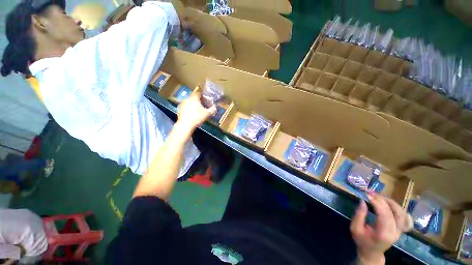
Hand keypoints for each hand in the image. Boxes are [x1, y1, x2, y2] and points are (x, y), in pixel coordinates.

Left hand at [176, 92, 215, 133]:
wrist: (185, 125)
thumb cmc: (197, 117)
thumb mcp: (207, 114)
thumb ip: (212, 109)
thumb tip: (215, 106)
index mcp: (194, 98)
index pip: (199, 93)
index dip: (203, 96)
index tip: (206, 99)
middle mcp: (187, 99)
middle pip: (194, 97)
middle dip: (198, 100)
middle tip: (203, 105)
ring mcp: (182, 104)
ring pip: (189, 102)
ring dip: (193, 104)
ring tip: (197, 110)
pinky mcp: (179, 109)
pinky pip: (186, 107)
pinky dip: (189, 109)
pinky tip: (192, 114)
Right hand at [350, 191, 412, 264]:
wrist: (372, 253)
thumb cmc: (361, 240)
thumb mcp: (355, 228)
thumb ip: (359, 215)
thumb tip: (362, 201)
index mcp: (382, 234)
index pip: (384, 215)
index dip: (377, 203)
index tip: (367, 195)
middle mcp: (394, 233)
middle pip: (393, 213)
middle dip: (382, 200)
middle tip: (371, 193)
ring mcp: (399, 231)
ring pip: (401, 214)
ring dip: (391, 203)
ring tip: (380, 197)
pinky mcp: (400, 230)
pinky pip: (405, 218)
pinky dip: (400, 210)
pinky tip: (392, 205)